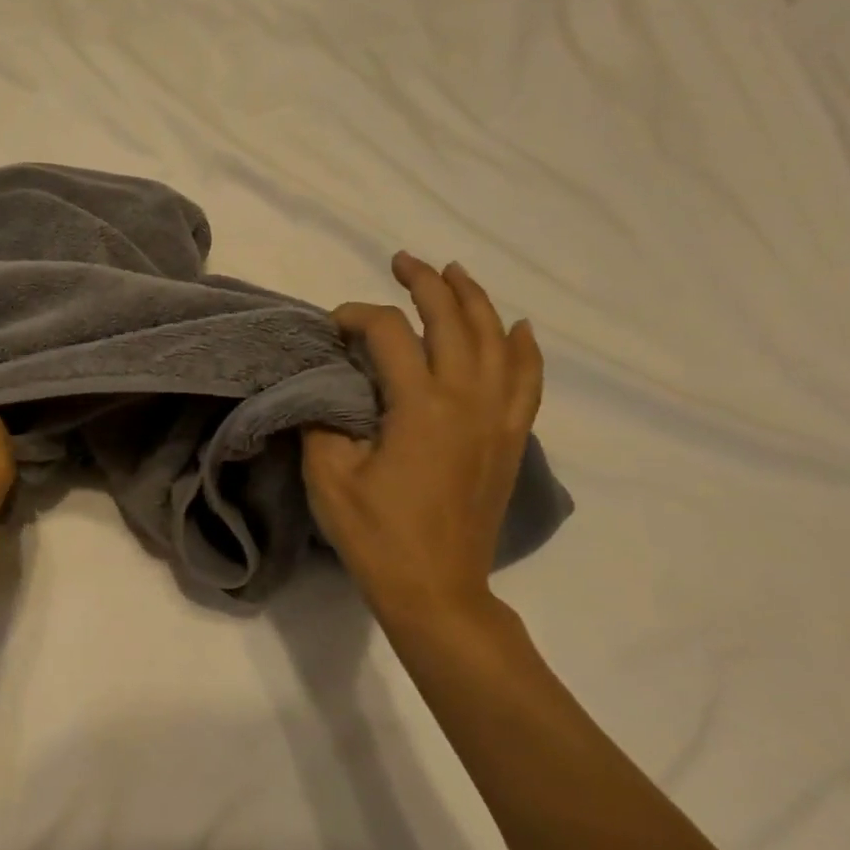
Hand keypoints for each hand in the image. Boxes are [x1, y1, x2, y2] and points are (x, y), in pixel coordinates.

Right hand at [303, 253, 543, 617]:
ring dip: (475, 301)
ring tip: (455, 274)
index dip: (357, 317)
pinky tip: (518, 328)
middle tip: (402, 261)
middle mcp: (468, 400)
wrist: (435, 589)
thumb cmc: (376, 533)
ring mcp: (497, 419)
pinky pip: (526, 380)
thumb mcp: (328, 475)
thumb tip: (324, 387)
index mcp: (420, 406)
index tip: (330, 327)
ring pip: (497, 341)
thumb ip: (322, 419)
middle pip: (454, 322)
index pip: (391, 334)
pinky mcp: (509, 439)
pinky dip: (523, 348)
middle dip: (426, 284)